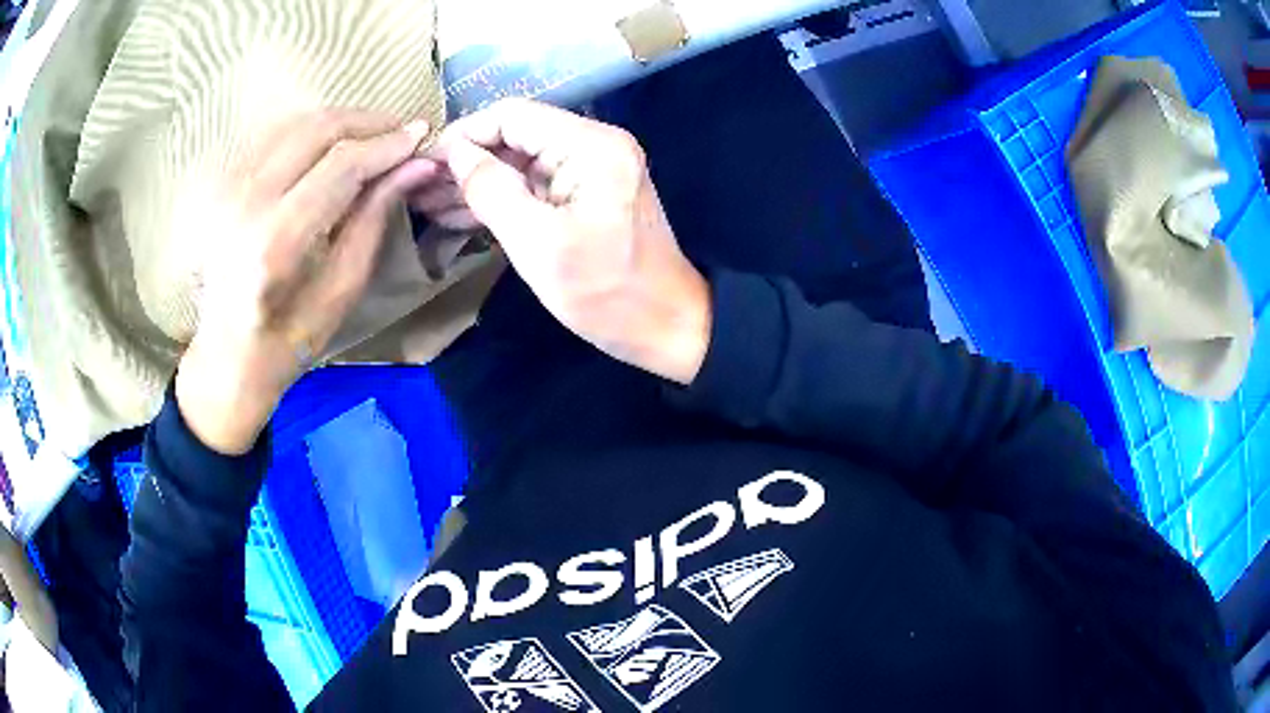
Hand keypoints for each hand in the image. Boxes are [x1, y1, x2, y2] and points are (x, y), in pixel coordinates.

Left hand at [176, 110, 436, 454]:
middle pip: (316, 129)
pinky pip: (275, 137)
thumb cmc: (289, 339)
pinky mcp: (223, 185)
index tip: (421, 135)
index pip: (340, 165)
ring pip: (295, 123)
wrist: (227, 356)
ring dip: (342, 121)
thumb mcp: (342, 289)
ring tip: (374, 137)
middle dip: (367, 121)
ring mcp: (229, 190)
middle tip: (401, 131)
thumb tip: (417, 165)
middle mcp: (247, 204)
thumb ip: (375, 218)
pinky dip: (312, 131)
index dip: (386, 144)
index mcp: (276, 242)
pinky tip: (334, 145)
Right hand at [417, 99, 710, 383]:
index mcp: (589, 145)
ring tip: (425, 204)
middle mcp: (593, 145)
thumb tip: (454, 153)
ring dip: (476, 183)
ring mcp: (591, 170)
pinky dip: (499, 199)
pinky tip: (457, 215)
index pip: (513, 116)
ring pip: (519, 163)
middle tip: (417, 188)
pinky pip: (534, 186)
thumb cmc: (606, 292)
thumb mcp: (538, 243)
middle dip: (464, 162)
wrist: (667, 327)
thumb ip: (491, 190)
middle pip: (515, 138)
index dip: (465, 134)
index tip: (424, 162)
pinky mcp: (586, 195)